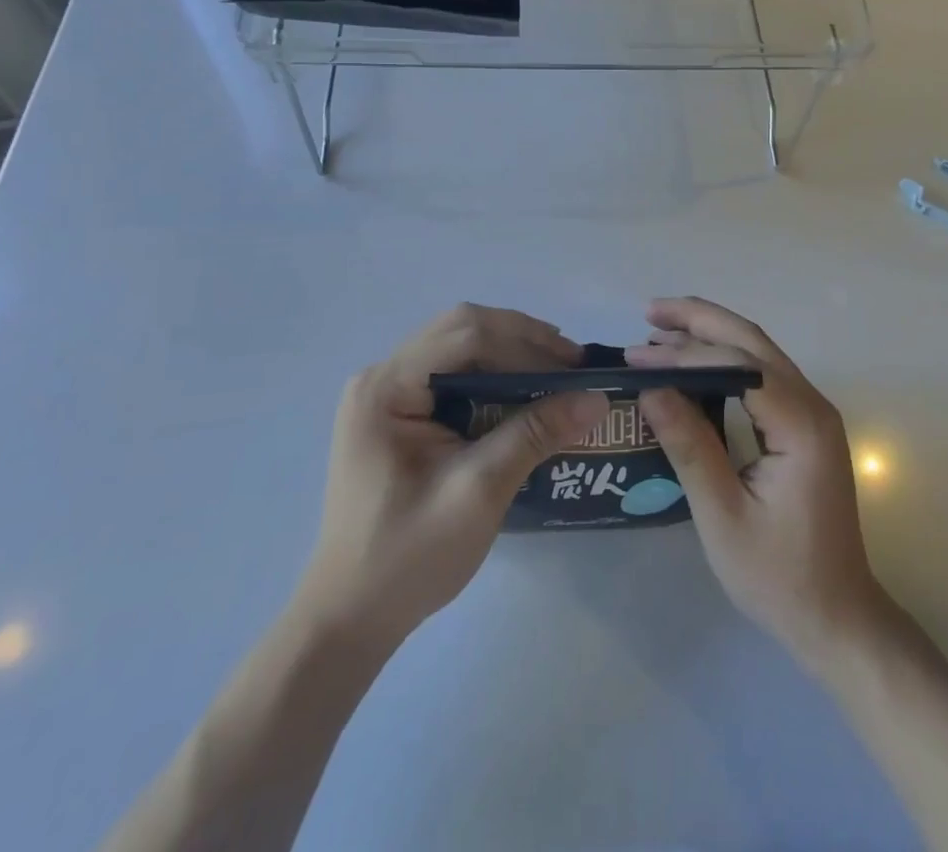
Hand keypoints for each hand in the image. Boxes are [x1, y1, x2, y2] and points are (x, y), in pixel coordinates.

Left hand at [298, 304, 607, 644]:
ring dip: (510, 353)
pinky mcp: (397, 413)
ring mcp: (386, 393)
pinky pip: (452, 373)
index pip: (465, 335)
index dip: (525, 343)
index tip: (575, 367)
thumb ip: (534, 435)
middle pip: (461, 330)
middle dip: (521, 340)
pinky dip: (493, 375)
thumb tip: (597, 398)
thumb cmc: (407, 558)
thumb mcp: (479, 492)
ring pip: (459, 346)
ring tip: (557, 372)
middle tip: (571, 363)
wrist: (350, 618)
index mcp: (386, 388)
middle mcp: (381, 376)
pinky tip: (523, 392)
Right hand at [627, 297, 890, 668]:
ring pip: (759, 352)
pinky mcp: (805, 425)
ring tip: (660, 330)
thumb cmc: (779, 576)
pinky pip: (762, 374)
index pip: (737, 364)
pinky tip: (693, 364)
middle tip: (649, 312)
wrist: (837, 617)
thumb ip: (689, 446)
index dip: (685, 352)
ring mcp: (813, 412)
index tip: (637, 354)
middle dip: (700, 320)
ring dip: (711, 335)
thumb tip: (650, 389)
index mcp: (800, 425)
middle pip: (752, 341)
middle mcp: (813, 405)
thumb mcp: (722, 515)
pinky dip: (725, 359)